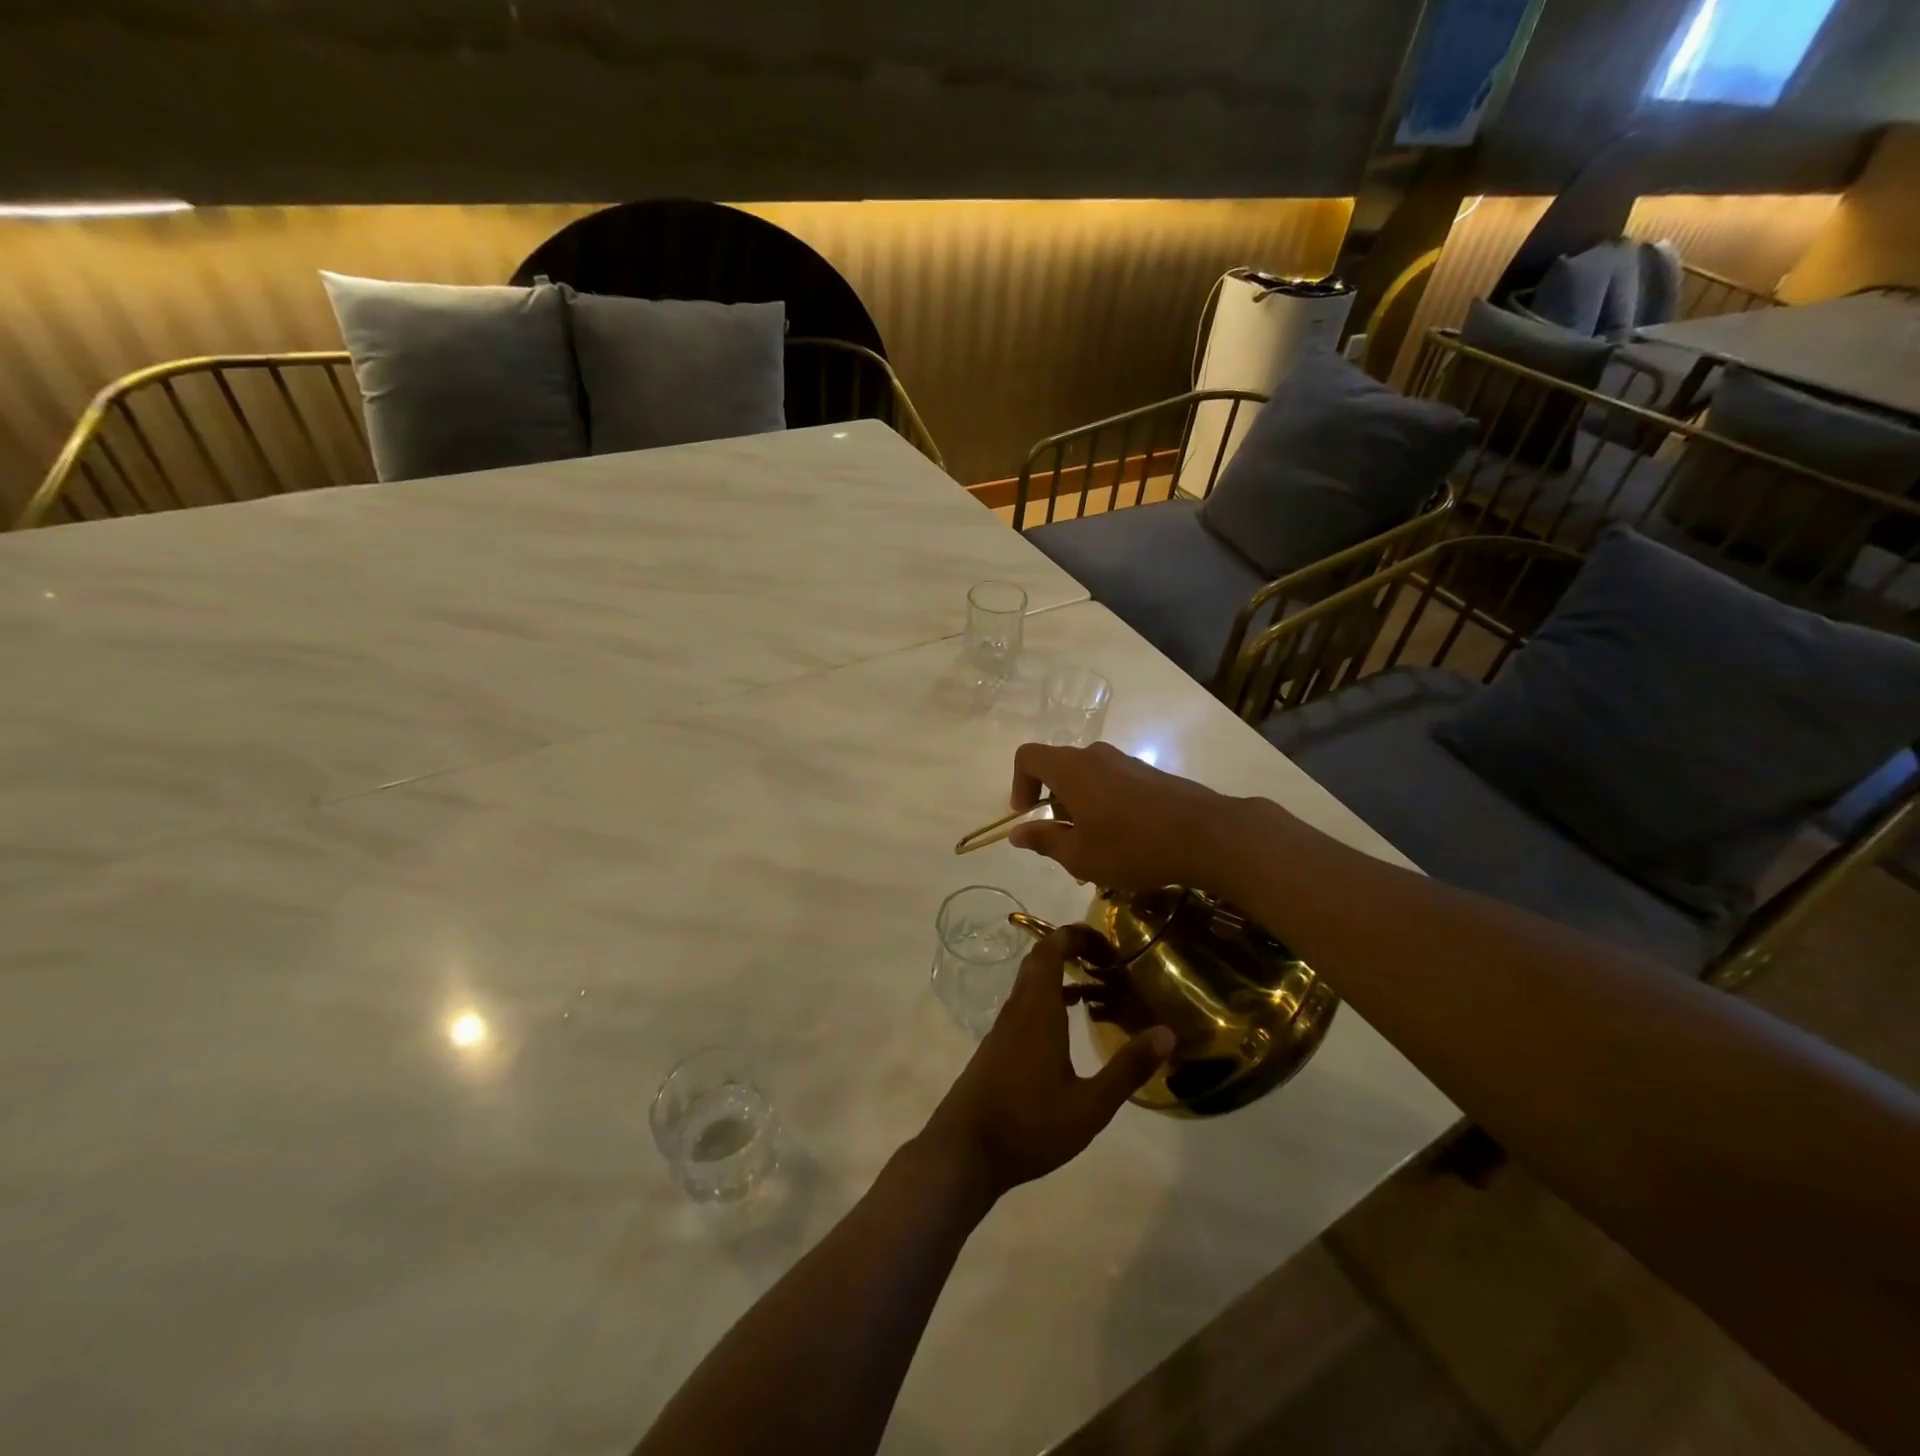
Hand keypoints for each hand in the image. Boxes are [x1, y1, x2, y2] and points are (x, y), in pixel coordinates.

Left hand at [920, 930, 1172, 1201]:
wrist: (964, 1151)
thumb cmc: (1029, 1125)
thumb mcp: (1089, 1105)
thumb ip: (1127, 1068)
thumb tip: (1166, 1033)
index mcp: (1038, 1010)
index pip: (1051, 949)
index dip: (1076, 935)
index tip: (1106, 942)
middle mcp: (1017, 1009)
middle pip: (1038, 960)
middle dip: (1070, 950)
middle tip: (1105, 961)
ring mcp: (1002, 1028)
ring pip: (1030, 984)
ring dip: (1059, 976)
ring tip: (1095, 990)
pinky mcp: (995, 1048)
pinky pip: (1023, 1005)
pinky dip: (1047, 1000)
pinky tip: (1066, 1029)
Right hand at [1007, 741, 1242, 892]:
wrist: (1207, 835)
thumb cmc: (1132, 846)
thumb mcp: (1080, 855)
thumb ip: (1044, 840)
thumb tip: (1017, 833)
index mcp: (1070, 769)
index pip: (1028, 757)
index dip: (1019, 784)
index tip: (1027, 815)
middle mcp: (1095, 755)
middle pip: (1059, 768)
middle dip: (1053, 803)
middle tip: (1064, 840)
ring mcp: (1127, 762)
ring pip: (1088, 777)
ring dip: (1081, 807)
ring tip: (1096, 847)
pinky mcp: (1151, 774)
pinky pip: (1114, 783)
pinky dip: (1106, 805)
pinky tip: (1125, 841)